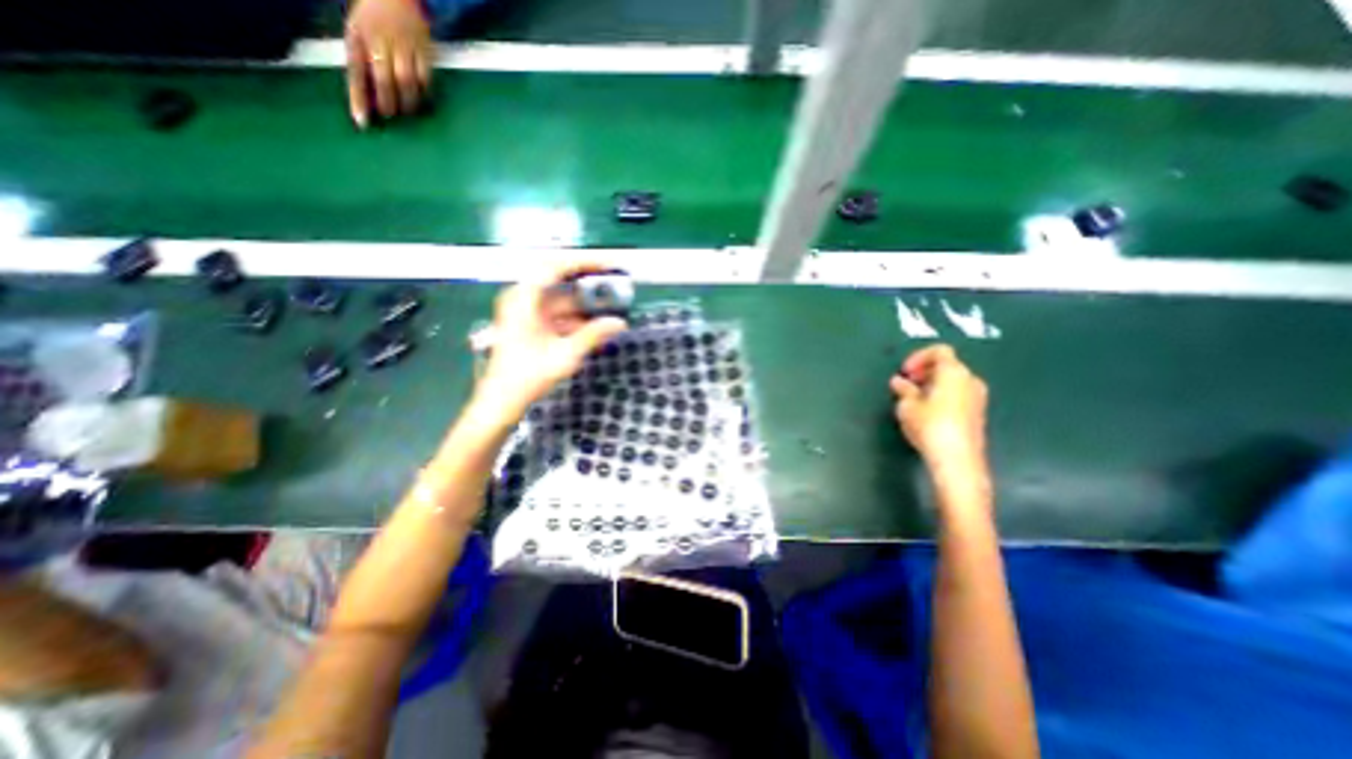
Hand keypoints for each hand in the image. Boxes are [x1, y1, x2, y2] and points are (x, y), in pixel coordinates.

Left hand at [345, 0, 429, 128]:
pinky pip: (425, 77)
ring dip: (408, 101)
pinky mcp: (423, 49)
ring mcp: (403, 45)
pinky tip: (421, 96)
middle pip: (384, 80)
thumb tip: (369, 97)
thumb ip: (363, 61)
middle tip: (391, 115)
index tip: (362, 123)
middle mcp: (379, 40)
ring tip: (408, 110)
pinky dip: (424, 91)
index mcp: (357, 36)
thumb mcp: (359, 32)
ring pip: (406, 81)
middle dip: (388, 102)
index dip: (358, 99)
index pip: (356, 72)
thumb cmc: (374, 18)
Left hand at [472, 264, 626, 422]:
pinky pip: (556, 314)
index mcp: (524, 299)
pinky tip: (594, 329)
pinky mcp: (529, 325)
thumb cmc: (528, 376)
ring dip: (584, 305)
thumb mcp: (565, 355)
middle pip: (559, 281)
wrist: (501, 401)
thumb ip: (593, 335)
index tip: (608, 265)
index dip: (583, 261)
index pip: (554, 266)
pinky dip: (575, 319)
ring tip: (610, 309)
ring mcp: (525, 312)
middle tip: (614, 284)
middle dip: (588, 284)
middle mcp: (523, 299)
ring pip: (560, 300)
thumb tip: (619, 323)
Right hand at [895, 343, 991, 477]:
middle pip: (947, 365)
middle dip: (924, 372)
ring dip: (932, 385)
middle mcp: (970, 380)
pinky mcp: (977, 414)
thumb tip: (899, 382)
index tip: (904, 372)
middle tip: (906, 384)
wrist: (957, 459)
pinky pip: (957, 395)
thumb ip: (903, 389)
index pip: (939, 351)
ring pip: (952, 381)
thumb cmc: (930, 426)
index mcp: (954, 372)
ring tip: (912, 399)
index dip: (918, 357)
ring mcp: (977, 397)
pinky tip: (926, 412)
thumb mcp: (907, 405)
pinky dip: (941, 396)